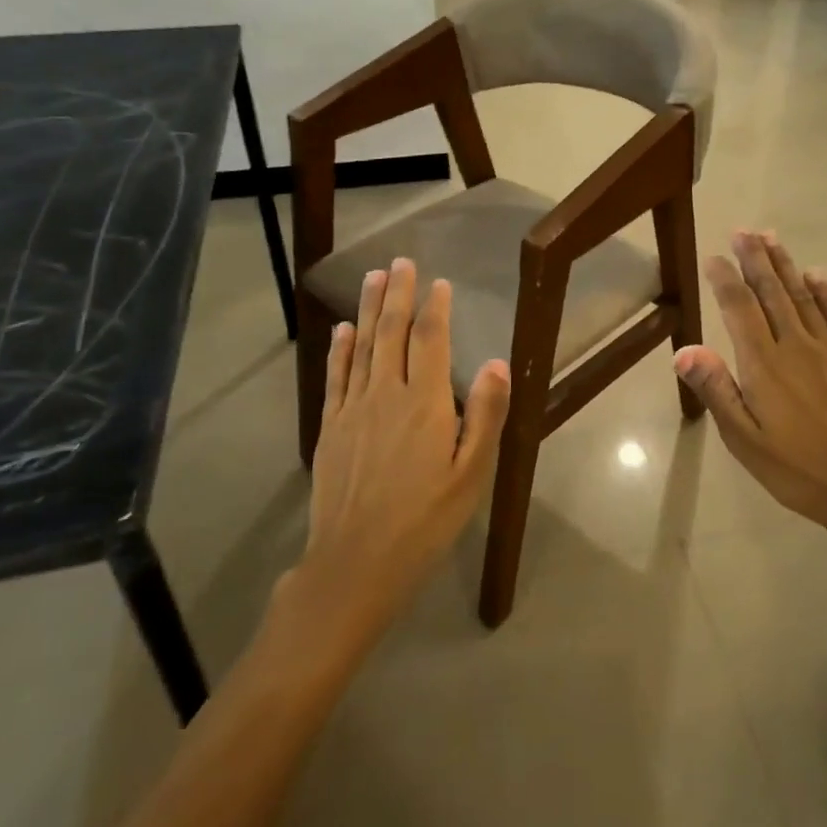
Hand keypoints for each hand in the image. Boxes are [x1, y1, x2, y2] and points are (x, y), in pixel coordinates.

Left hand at [298, 258, 510, 634]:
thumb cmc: (425, 520)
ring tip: (374, 278)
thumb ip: (485, 415)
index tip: (439, 282)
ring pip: (362, 346)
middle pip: (392, 333)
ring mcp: (353, 409)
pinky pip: (336, 376)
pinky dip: (340, 349)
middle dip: (398, 294)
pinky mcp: (331, 428)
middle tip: (400, 262)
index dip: (435, 308)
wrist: (356, 564)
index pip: (430, 341)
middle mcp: (386, 394)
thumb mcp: (471, 475)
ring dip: (369, 309)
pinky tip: (343, 330)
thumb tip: (496, 362)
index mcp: (425, 403)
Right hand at [674, 231, 826, 538]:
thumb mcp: (745, 440)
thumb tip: (684, 350)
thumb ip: (717, 391)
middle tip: (744, 231)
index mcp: (764, 365)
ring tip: (771, 238)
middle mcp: (795, 346)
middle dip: (755, 259)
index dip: (725, 279)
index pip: (740, 309)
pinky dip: (824, 292)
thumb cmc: (797, 469)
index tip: (714, 257)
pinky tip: (816, 275)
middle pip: (771, 293)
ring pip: (802, 297)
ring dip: (785, 265)